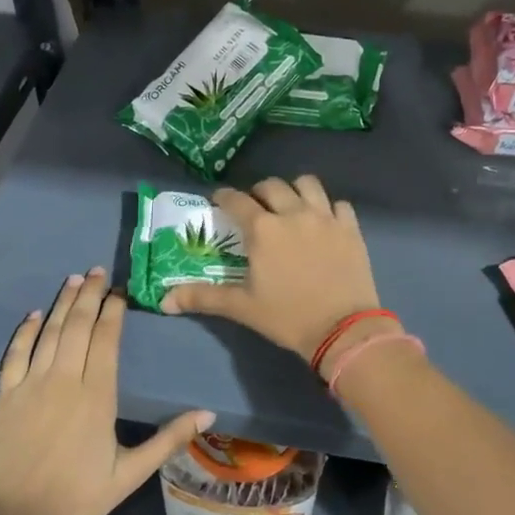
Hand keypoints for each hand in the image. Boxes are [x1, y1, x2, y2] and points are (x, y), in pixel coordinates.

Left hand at [0, 268, 212, 514]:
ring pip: (49, 332)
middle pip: (77, 326)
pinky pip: (15, 354)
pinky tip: (34, 315)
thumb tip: (208, 414)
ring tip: (74, 280)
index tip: (120, 291)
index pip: (106, 339)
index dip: (112, 311)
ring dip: (62, 303)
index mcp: (97, 395)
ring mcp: (32, 385)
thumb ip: (168, 439)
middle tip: (98, 271)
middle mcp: (65, 380)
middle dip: (89, 295)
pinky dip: (24, 331)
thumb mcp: (130, 473)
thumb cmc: (78, 498)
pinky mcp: (6, 397)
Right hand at [162, 176, 380, 362]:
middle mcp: (293, 213)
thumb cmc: (288, 317)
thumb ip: (203, 297)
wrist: (343, 329)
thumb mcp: (242, 307)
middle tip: (255, 208)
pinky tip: (324, 222)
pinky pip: (338, 204)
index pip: (236, 200)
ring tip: (290, 206)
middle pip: (271, 186)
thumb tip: (164, 300)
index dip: (223, 196)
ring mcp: (325, 217)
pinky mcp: (350, 228)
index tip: (218, 200)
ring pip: (307, 184)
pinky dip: (328, 208)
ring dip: (294, 190)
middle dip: (258, 192)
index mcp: (263, 229)